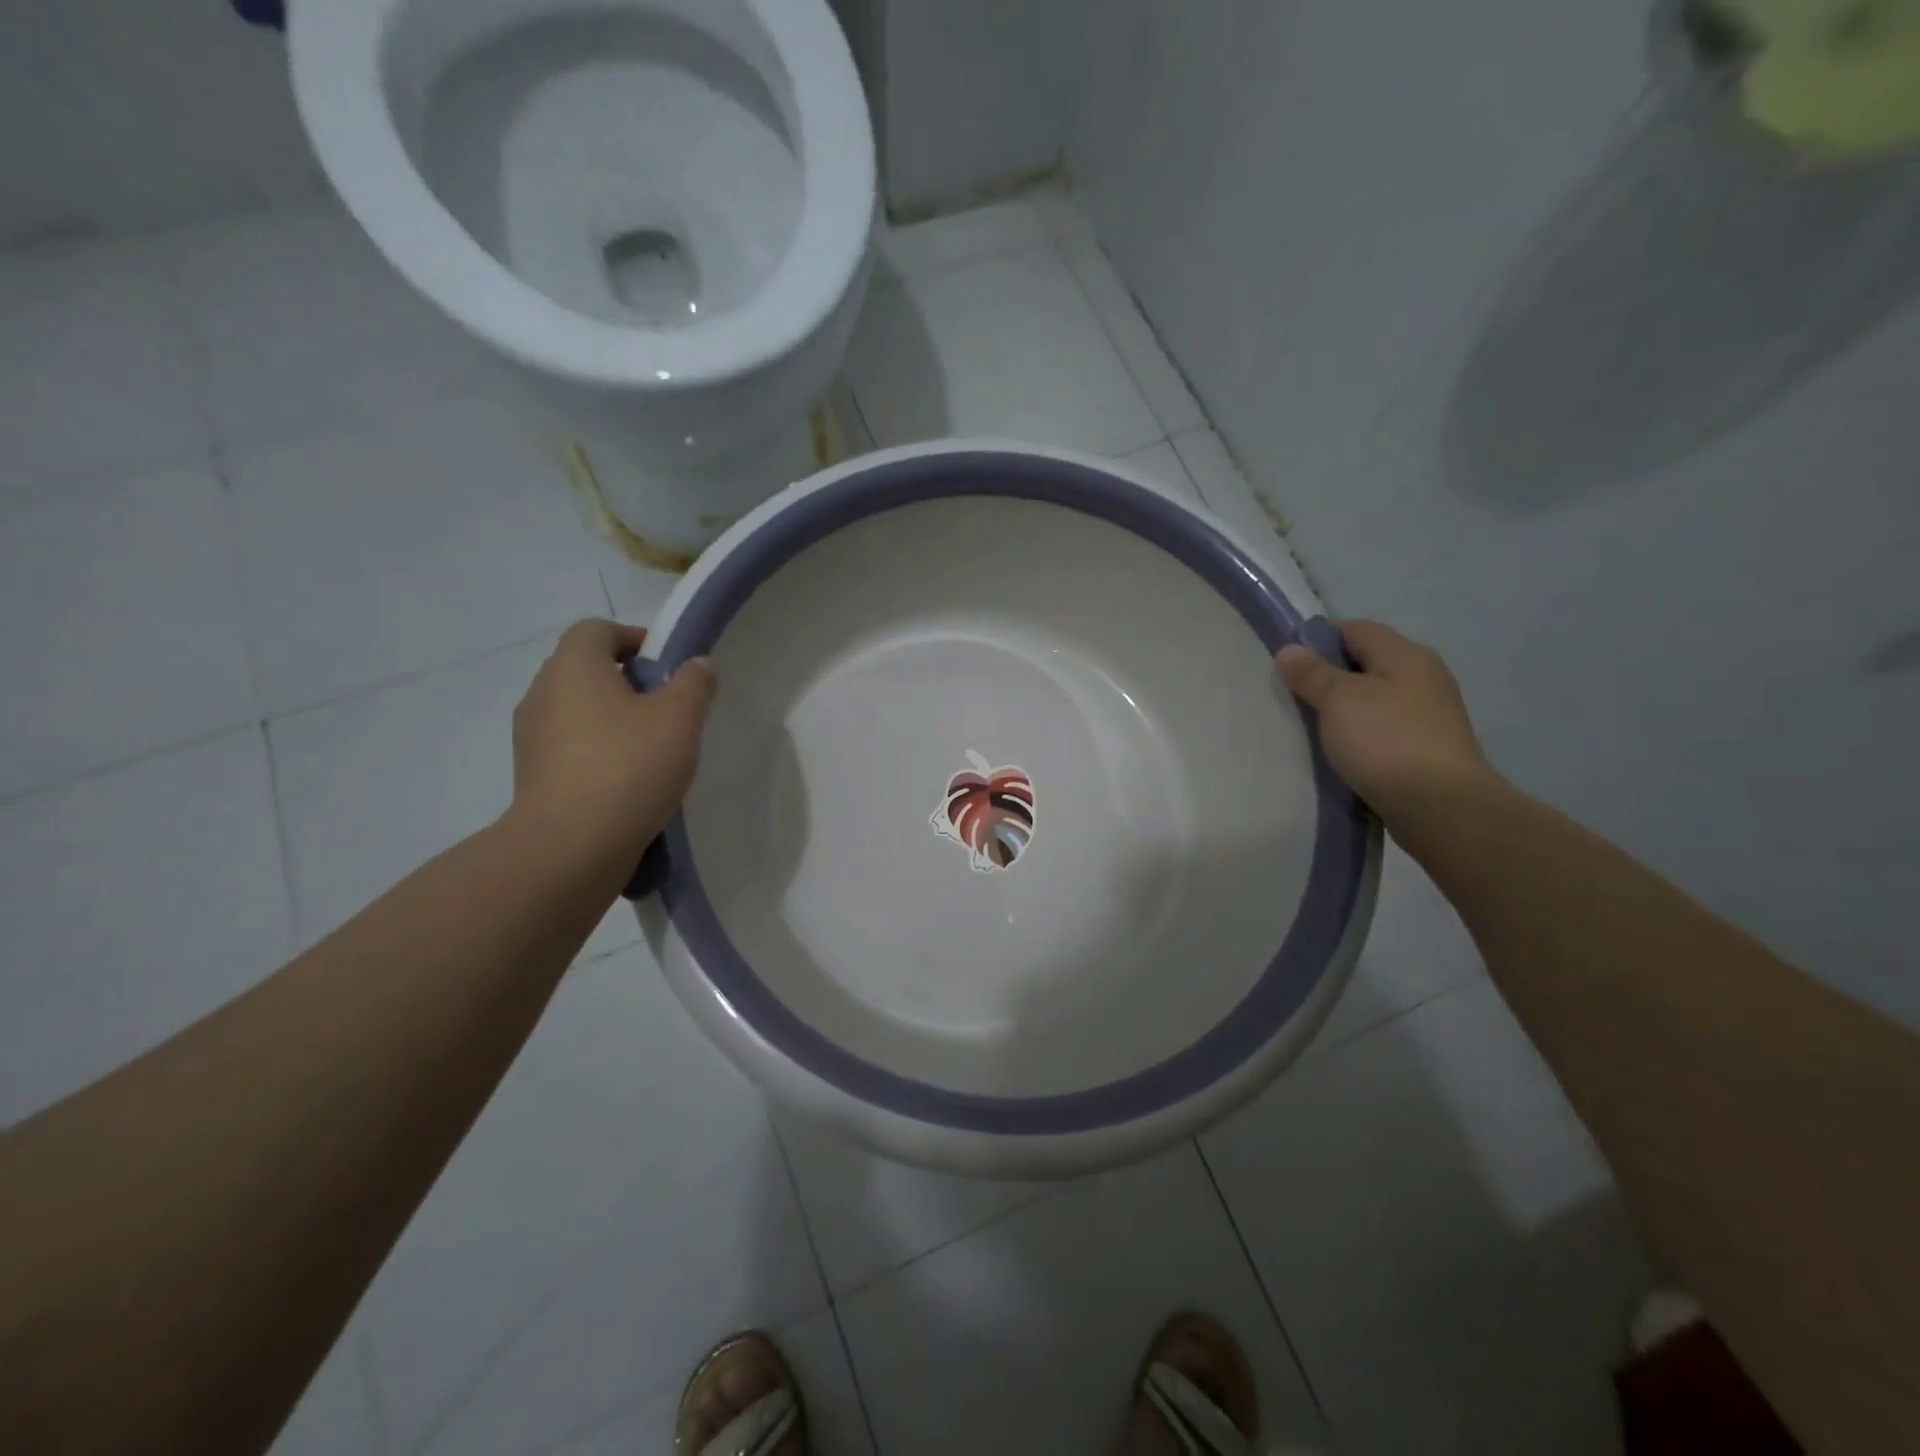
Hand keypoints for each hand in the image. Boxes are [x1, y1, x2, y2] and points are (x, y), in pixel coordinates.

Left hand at [507, 620, 715, 874]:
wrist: (571, 846)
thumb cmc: (628, 766)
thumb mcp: (680, 719)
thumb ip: (694, 683)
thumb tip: (698, 664)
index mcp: (573, 667)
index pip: (597, 630)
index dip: (633, 638)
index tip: (666, 666)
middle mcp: (542, 693)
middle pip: (585, 669)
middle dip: (626, 681)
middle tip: (667, 707)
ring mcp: (531, 737)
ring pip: (577, 711)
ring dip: (611, 719)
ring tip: (651, 748)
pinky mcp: (532, 775)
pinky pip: (569, 748)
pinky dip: (597, 752)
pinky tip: (628, 780)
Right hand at [1276, 619, 1494, 825]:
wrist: (1440, 806)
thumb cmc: (1385, 741)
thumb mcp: (1338, 700)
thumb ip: (1311, 673)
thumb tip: (1289, 650)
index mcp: (1406, 655)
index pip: (1356, 628)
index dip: (1319, 638)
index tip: (1289, 661)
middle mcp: (1424, 676)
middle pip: (1368, 662)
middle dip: (1330, 674)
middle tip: (1296, 695)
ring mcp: (1431, 713)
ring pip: (1376, 697)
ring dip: (1346, 706)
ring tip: (1314, 726)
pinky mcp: (1429, 747)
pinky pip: (1385, 727)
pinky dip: (1362, 732)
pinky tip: (1343, 750)